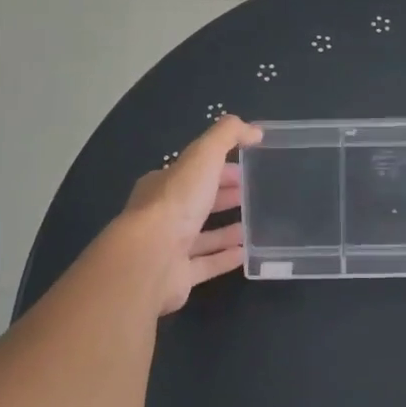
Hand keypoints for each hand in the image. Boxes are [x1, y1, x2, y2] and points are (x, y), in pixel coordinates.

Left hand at [121, 115, 261, 314]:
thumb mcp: (203, 156)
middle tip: (254, 195)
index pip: (194, 172)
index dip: (220, 168)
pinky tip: (247, 254)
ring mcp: (169, 247)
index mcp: (164, 184)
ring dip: (226, 230)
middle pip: (198, 202)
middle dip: (223, 196)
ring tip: (255, 226)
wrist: (150, 258)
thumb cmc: (176, 202)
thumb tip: (254, 130)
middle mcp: (163, 214)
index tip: (247, 169)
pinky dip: (225, 258)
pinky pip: (206, 265)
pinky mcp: (178, 276)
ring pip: (202, 235)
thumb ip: (227, 136)